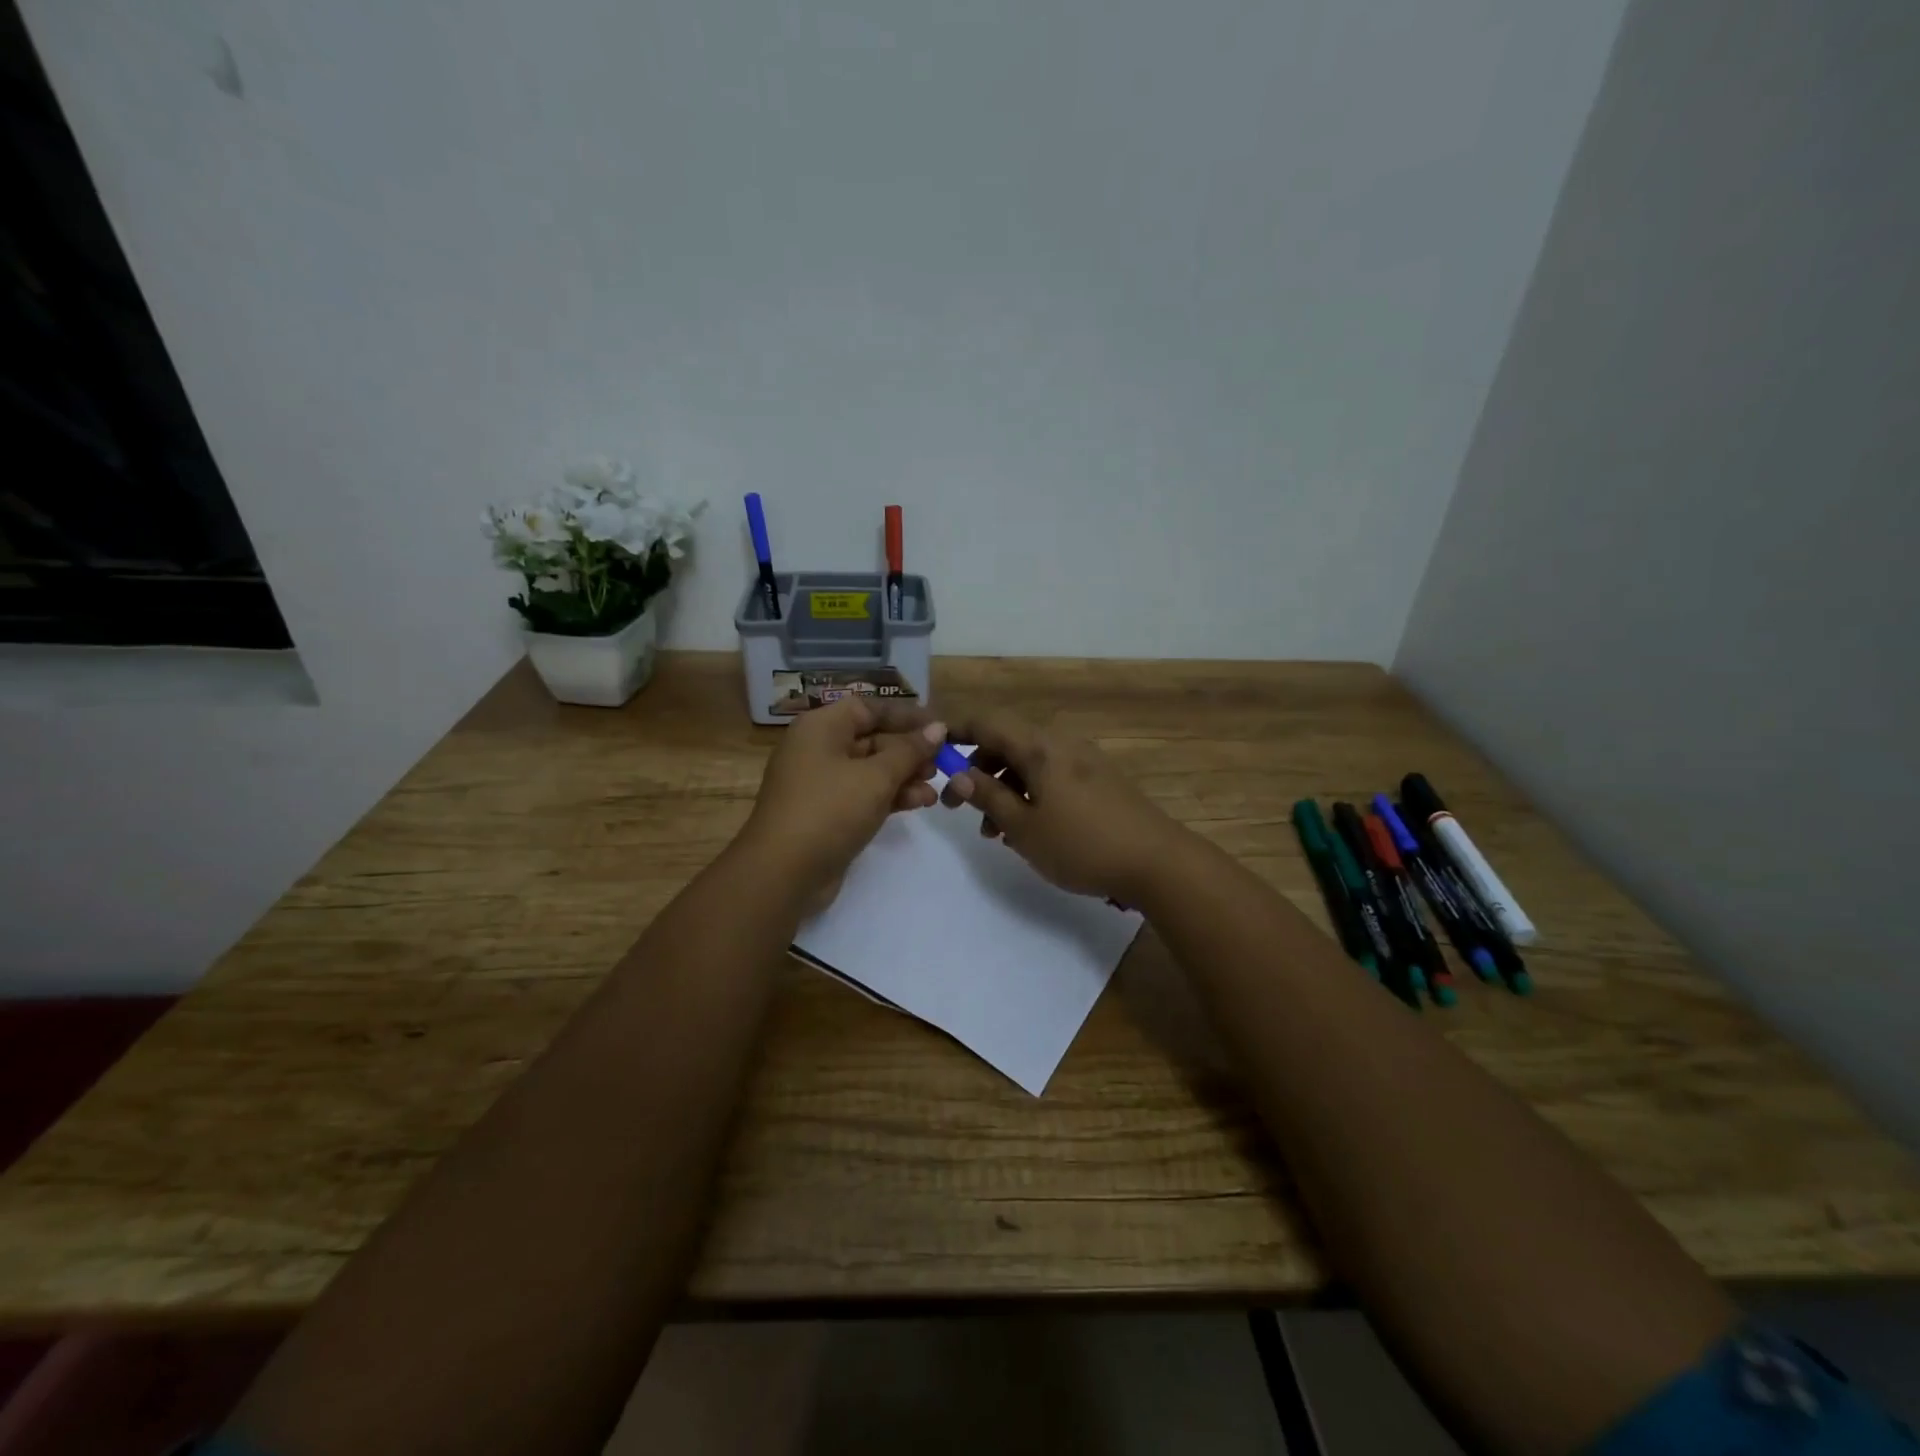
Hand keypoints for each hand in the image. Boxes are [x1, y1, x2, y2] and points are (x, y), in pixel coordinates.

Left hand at [741, 697, 944, 898]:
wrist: (783, 873)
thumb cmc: (829, 810)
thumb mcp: (876, 777)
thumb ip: (909, 751)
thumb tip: (937, 729)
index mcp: (821, 727)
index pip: (868, 708)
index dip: (905, 715)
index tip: (939, 728)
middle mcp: (818, 749)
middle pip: (871, 738)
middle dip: (909, 750)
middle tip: (943, 763)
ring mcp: (821, 783)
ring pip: (870, 769)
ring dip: (904, 776)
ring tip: (935, 789)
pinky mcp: (827, 813)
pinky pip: (864, 794)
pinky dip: (890, 796)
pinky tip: (919, 803)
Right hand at [939, 712, 1181, 903]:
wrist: (1157, 862)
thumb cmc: (1082, 845)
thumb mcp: (1024, 828)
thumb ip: (989, 798)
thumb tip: (960, 775)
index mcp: (1039, 748)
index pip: (986, 721)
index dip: (955, 730)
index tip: (931, 750)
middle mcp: (1060, 744)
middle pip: (1006, 742)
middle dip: (977, 770)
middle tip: (957, 807)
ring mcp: (1082, 761)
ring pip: (1027, 763)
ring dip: (1002, 789)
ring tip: (992, 832)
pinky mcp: (1097, 780)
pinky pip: (1050, 776)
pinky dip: (1028, 794)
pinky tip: (1025, 830)